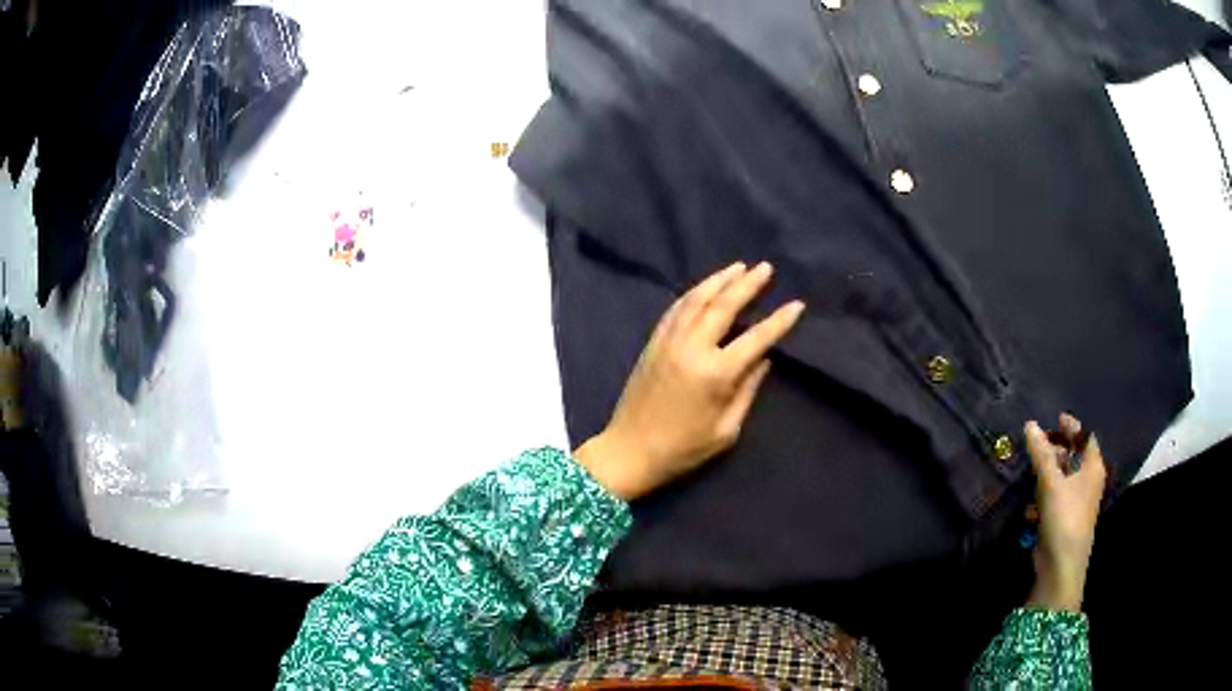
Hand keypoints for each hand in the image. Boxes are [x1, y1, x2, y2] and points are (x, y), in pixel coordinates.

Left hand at [574, 262, 804, 500]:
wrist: (629, 451)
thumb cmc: (683, 449)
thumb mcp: (726, 429)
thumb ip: (748, 390)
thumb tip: (764, 359)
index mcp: (716, 373)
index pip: (756, 338)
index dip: (779, 321)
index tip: (797, 304)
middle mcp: (692, 348)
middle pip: (724, 306)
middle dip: (747, 284)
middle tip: (765, 267)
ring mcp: (669, 342)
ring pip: (696, 300)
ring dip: (719, 280)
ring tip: (738, 267)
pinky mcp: (653, 343)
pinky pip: (675, 309)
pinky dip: (693, 293)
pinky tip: (704, 287)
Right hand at [1024, 414, 1107, 611]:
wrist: (1061, 565)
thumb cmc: (1064, 517)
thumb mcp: (1051, 482)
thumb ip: (1041, 453)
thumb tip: (1030, 424)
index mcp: (1093, 467)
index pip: (1085, 436)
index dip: (1072, 426)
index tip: (1055, 418)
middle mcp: (1088, 480)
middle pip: (1074, 456)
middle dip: (1055, 450)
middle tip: (1037, 444)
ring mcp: (1077, 500)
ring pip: (1062, 477)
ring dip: (1046, 474)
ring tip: (1030, 472)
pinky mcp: (1065, 517)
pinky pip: (1055, 497)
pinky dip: (1043, 495)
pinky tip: (1030, 506)